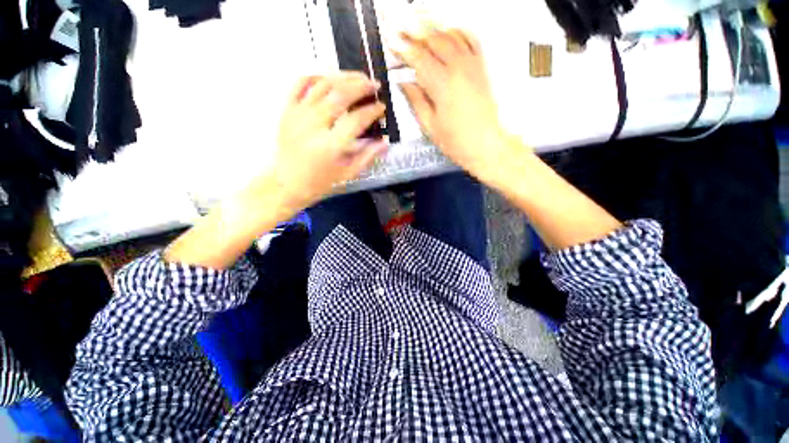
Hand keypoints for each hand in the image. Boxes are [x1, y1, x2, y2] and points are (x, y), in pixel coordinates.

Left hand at [272, 72, 387, 210]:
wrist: (288, 182)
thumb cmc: (320, 181)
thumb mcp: (348, 173)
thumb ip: (367, 156)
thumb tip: (385, 142)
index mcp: (330, 146)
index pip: (356, 120)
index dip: (372, 111)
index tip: (382, 107)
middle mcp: (313, 125)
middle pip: (340, 95)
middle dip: (361, 86)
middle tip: (375, 85)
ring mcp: (298, 115)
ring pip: (322, 85)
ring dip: (343, 77)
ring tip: (358, 77)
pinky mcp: (287, 110)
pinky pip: (300, 83)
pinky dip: (316, 75)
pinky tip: (330, 77)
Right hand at [392, 29, 511, 179]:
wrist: (486, 145)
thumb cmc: (456, 141)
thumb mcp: (430, 126)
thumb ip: (416, 101)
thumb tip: (404, 83)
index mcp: (442, 86)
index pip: (419, 58)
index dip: (403, 48)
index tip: (392, 42)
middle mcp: (458, 69)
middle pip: (434, 41)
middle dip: (415, 32)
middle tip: (401, 29)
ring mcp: (472, 66)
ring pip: (452, 36)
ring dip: (434, 29)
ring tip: (420, 27)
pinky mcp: (481, 69)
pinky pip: (471, 41)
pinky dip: (458, 32)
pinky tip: (449, 32)